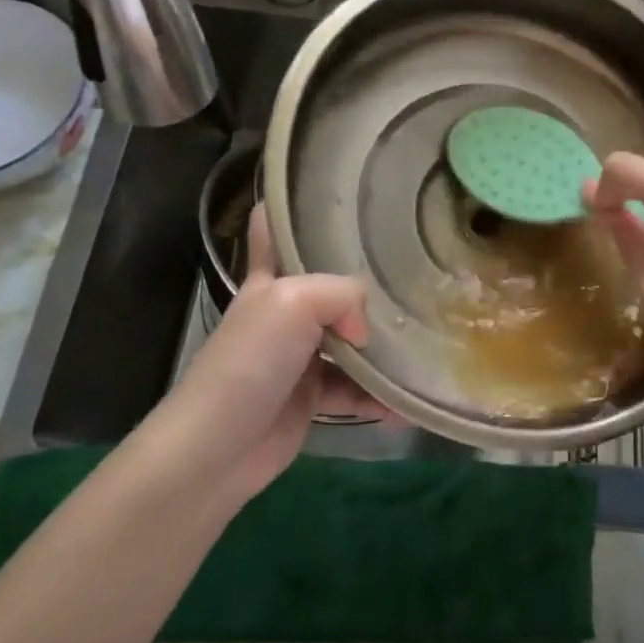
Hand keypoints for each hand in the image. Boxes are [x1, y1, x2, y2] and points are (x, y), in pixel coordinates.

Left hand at [151, 205, 388, 509]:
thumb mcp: (294, 303)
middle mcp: (285, 313)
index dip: (294, 207)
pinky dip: (380, 397)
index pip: (273, 229)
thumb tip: (366, 330)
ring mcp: (299, 356)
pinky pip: (355, 389)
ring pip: (350, 341)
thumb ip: (343, 295)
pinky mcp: (312, 397)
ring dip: (383, 348)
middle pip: (329, 286)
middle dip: (367, 281)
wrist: (218, 448)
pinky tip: (408, 404)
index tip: (335, 195)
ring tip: (425, 347)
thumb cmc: (250, 363)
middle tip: (415, 273)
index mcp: (272, 280)